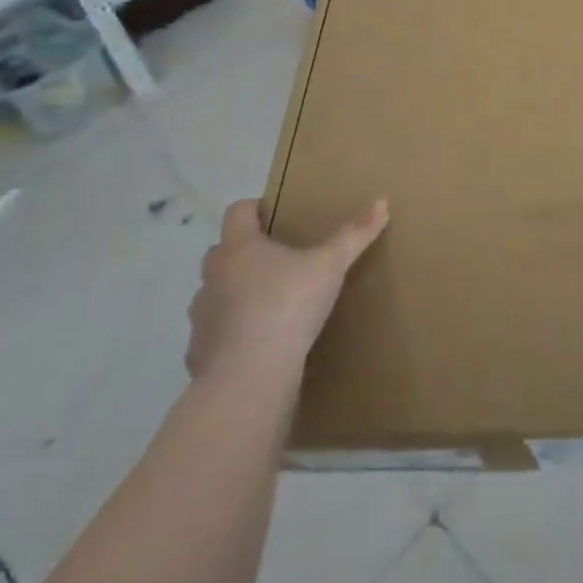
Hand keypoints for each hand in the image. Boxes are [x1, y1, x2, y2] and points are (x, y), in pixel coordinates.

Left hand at [186, 197, 388, 386]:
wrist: (249, 379)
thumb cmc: (287, 306)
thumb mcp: (330, 266)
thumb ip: (354, 235)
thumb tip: (382, 202)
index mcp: (239, 247)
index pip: (237, 211)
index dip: (256, 209)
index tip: (278, 216)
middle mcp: (213, 275)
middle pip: (223, 250)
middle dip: (246, 251)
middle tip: (279, 259)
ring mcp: (201, 315)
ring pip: (215, 292)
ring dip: (235, 292)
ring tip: (268, 302)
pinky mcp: (200, 352)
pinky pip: (214, 332)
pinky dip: (231, 332)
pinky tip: (256, 343)